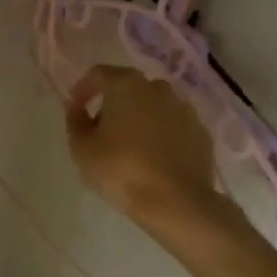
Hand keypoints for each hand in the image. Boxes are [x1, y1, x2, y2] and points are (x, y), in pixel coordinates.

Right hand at [64, 65, 222, 231]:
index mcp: (127, 85)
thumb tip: (77, 107)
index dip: (83, 89)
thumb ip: (75, 121)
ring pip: (154, 106)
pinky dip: (161, 134)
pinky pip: (173, 126)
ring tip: (129, 146)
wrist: (177, 202)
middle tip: (101, 130)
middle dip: (113, 103)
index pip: (99, 74)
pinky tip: (154, 158)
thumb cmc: (121, 170)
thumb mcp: (82, 149)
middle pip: (129, 87)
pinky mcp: (200, 132)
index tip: (75, 109)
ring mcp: (184, 109)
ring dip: (139, 118)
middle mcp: (158, 88)